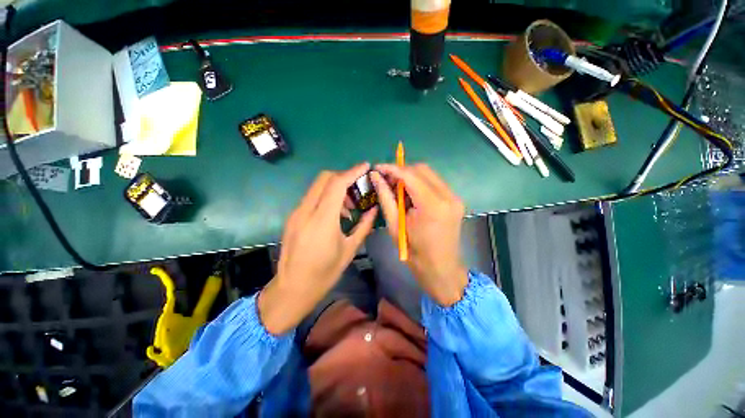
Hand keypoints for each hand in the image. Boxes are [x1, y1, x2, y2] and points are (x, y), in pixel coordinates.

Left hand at [258, 164, 378, 334]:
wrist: (293, 288)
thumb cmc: (325, 272)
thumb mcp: (350, 249)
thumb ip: (364, 225)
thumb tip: (374, 209)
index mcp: (322, 221)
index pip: (337, 184)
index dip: (352, 172)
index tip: (365, 166)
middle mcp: (306, 211)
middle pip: (324, 178)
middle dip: (344, 177)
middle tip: (358, 189)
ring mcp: (296, 213)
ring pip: (317, 186)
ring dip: (335, 188)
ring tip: (348, 208)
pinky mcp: (293, 217)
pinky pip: (312, 197)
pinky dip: (326, 197)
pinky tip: (335, 214)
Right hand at [371, 164, 467, 306]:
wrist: (441, 268)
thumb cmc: (414, 252)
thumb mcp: (395, 225)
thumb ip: (386, 197)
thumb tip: (375, 177)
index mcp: (432, 206)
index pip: (410, 175)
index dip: (392, 168)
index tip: (377, 168)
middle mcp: (448, 196)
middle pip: (422, 169)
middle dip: (401, 171)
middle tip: (386, 179)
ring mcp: (454, 197)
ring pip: (429, 174)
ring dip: (410, 176)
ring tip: (395, 186)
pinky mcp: (455, 200)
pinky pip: (434, 183)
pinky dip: (420, 183)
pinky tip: (409, 193)